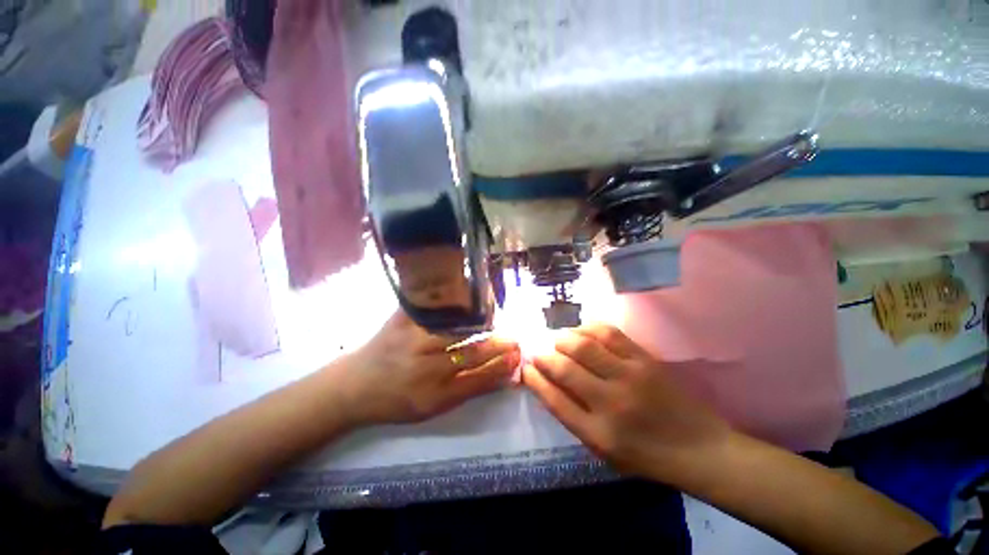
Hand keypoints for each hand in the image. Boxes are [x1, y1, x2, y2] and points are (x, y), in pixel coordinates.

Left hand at [335, 310, 519, 425]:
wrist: (354, 385)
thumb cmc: (396, 400)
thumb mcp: (432, 407)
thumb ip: (469, 389)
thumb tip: (503, 374)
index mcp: (431, 395)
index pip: (478, 379)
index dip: (501, 367)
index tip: (518, 357)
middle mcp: (423, 367)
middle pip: (472, 351)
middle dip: (499, 345)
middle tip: (515, 339)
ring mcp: (412, 338)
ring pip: (459, 326)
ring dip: (483, 322)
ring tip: (497, 320)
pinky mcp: (402, 318)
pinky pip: (434, 305)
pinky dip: (455, 301)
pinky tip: (469, 298)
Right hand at [523, 324, 731, 484]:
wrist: (699, 448)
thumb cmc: (646, 455)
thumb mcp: (604, 450)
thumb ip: (573, 417)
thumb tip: (548, 384)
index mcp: (598, 433)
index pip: (554, 400)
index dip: (535, 379)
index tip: (526, 368)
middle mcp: (611, 402)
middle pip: (565, 368)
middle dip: (546, 356)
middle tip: (541, 352)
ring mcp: (630, 376)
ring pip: (584, 345)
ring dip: (564, 339)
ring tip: (559, 340)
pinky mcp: (645, 360)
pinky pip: (610, 334)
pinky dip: (589, 328)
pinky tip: (582, 331)